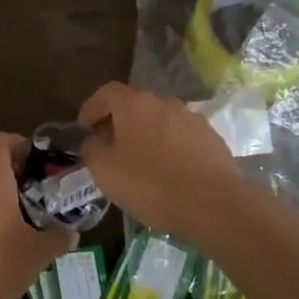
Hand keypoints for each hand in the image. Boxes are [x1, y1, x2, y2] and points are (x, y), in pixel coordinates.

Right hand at [77, 82, 247, 243]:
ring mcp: (193, 119)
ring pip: (160, 121)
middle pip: (135, 105)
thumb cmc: (150, 184)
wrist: (215, 205)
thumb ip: (91, 148)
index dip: (92, 107)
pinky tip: (167, 172)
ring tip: (139, 161)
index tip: (84, 127)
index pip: (107, 93)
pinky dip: (169, 148)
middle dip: (119, 122)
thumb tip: (94, 140)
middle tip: (109, 145)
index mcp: (135, 104)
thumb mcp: (104, 170)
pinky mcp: (212, 140)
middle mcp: (165, 103)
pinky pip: (181, 138)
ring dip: (146, 135)